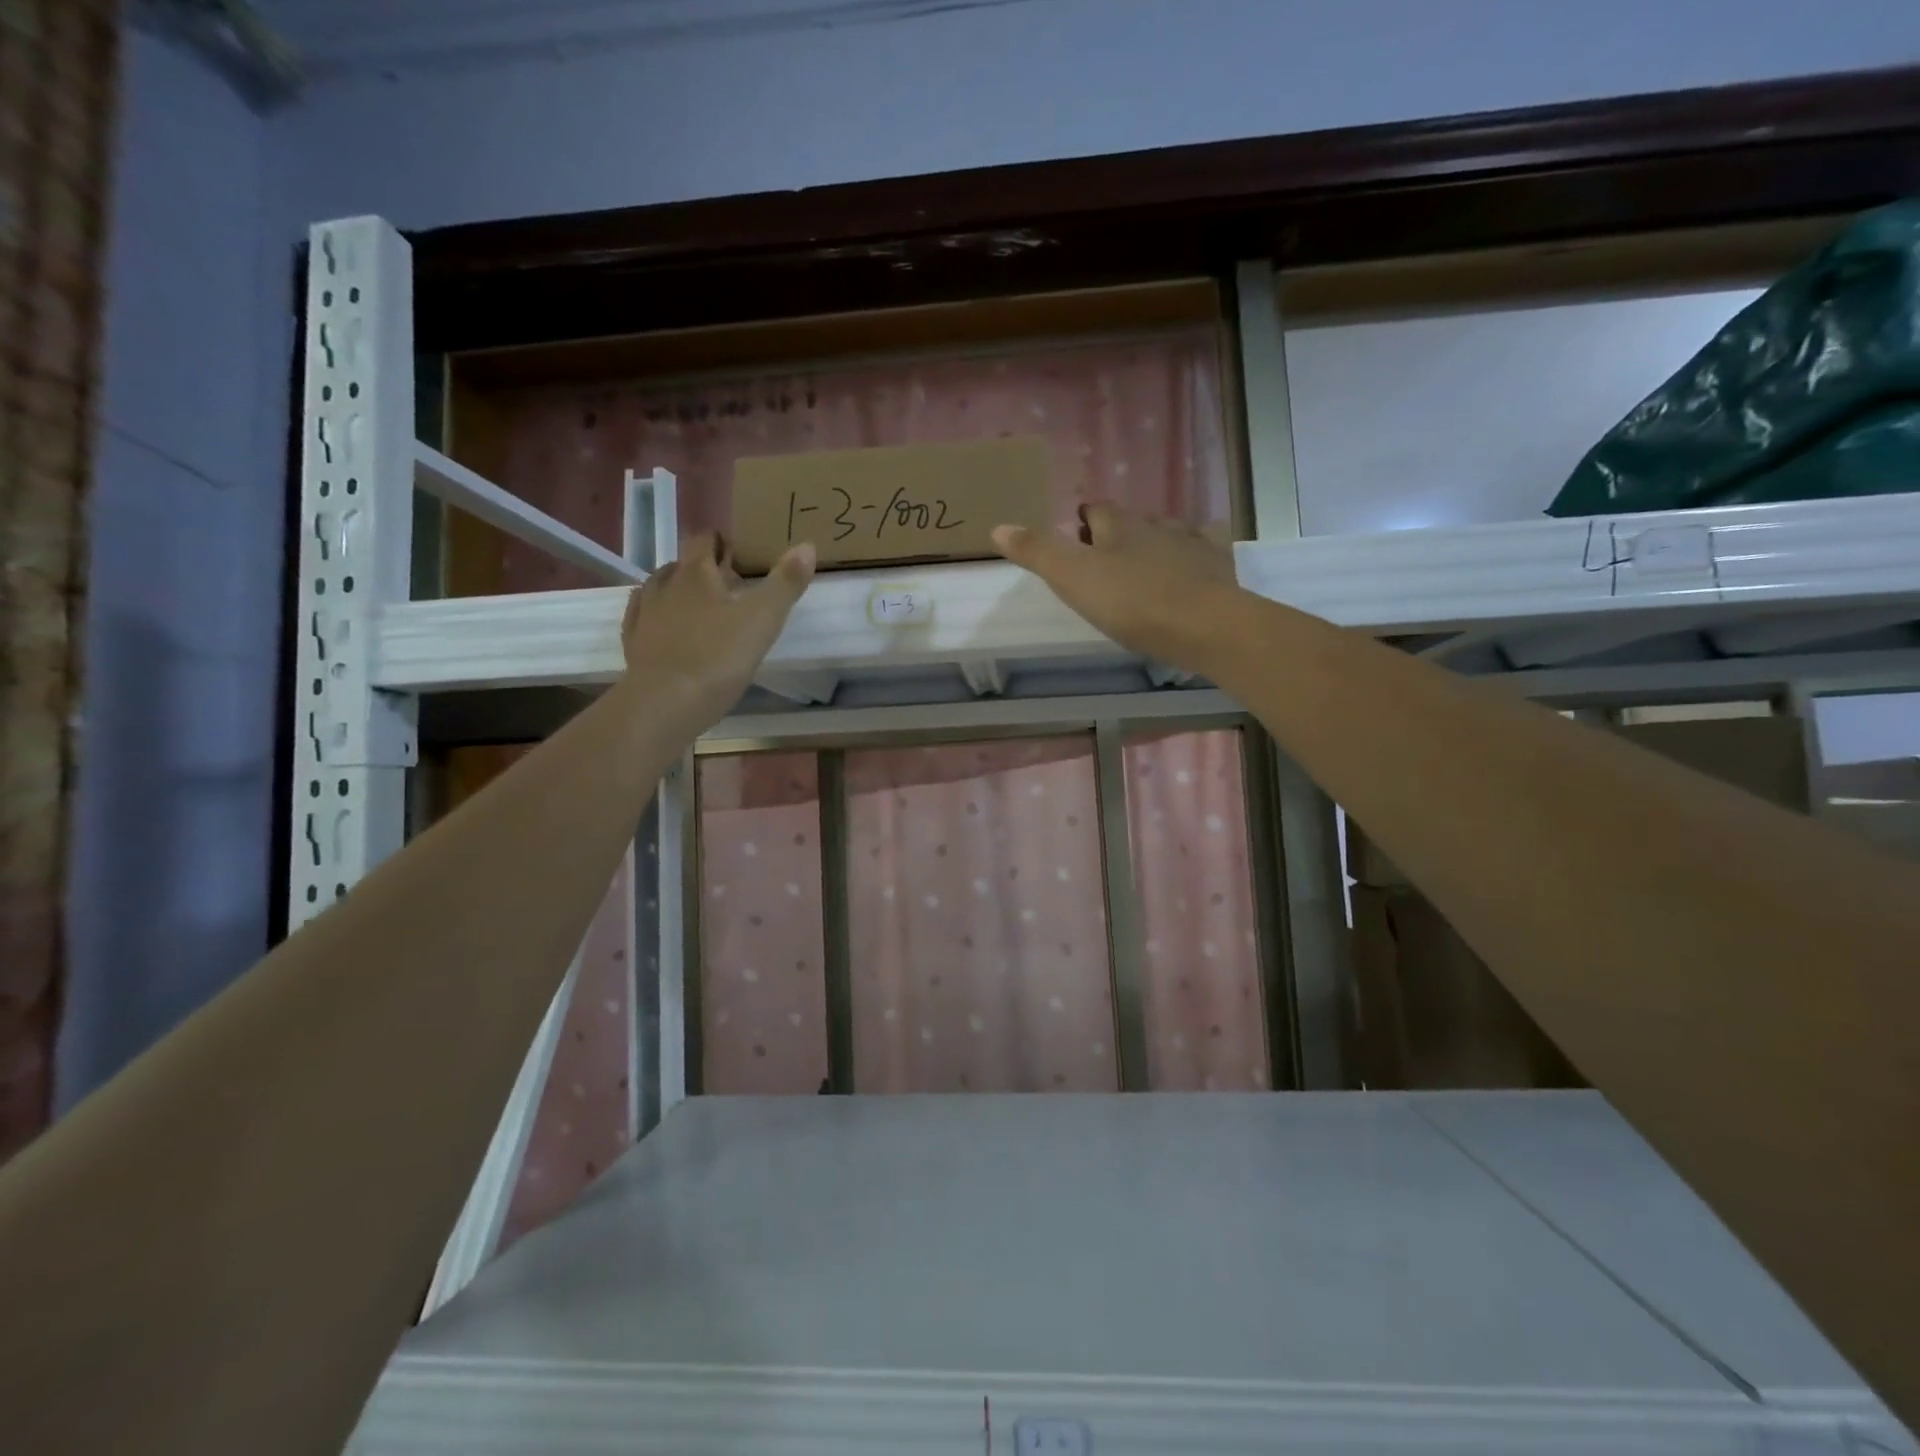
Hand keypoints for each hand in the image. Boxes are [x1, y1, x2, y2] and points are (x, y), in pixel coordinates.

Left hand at [619, 532, 815, 722]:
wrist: (666, 702)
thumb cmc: (719, 657)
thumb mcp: (764, 619)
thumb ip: (785, 582)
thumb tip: (807, 545)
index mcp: (697, 574)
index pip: (704, 541)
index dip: (720, 542)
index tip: (737, 554)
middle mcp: (665, 586)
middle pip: (681, 565)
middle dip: (701, 568)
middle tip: (726, 585)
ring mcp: (644, 615)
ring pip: (657, 588)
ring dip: (676, 590)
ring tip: (697, 606)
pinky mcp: (633, 643)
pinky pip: (641, 617)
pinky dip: (654, 615)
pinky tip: (664, 625)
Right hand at [992, 504, 1242, 675]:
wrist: (1206, 625)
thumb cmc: (1133, 602)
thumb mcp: (1073, 578)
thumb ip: (1037, 552)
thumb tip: (998, 526)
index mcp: (1118, 525)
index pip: (1095, 510)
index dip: (1082, 522)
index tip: (1075, 538)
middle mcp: (1156, 524)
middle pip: (1131, 522)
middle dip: (1117, 535)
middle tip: (1103, 563)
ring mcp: (1192, 544)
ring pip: (1166, 535)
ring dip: (1152, 547)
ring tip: (1142, 573)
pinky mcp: (1218, 568)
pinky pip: (1202, 555)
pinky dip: (1191, 561)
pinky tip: (1188, 578)